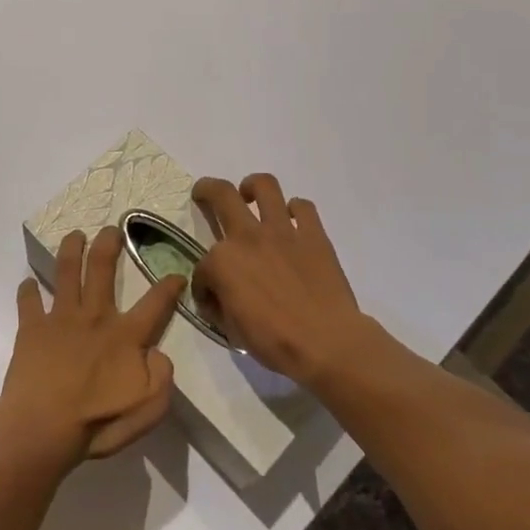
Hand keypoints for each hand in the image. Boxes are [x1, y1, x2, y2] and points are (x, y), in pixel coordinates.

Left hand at [0, 227, 179, 462]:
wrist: (42, 428)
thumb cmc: (98, 422)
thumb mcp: (149, 409)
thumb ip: (162, 377)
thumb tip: (159, 352)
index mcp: (125, 335)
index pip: (155, 303)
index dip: (169, 285)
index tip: (178, 273)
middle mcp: (94, 316)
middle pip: (102, 268)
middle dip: (108, 243)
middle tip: (111, 228)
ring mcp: (60, 318)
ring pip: (66, 272)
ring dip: (71, 249)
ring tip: (74, 235)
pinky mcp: (31, 328)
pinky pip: (28, 301)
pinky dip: (27, 290)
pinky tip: (27, 284)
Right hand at [191, 174, 374, 387]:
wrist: (326, 343)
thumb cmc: (274, 342)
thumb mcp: (232, 330)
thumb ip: (220, 304)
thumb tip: (218, 298)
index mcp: (222, 262)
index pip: (202, 268)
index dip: (203, 285)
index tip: (212, 302)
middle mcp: (248, 236)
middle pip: (221, 194)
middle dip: (207, 189)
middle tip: (205, 193)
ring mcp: (283, 231)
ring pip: (265, 186)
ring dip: (253, 187)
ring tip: (251, 195)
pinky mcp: (314, 235)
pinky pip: (303, 207)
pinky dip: (296, 210)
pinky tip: (293, 222)